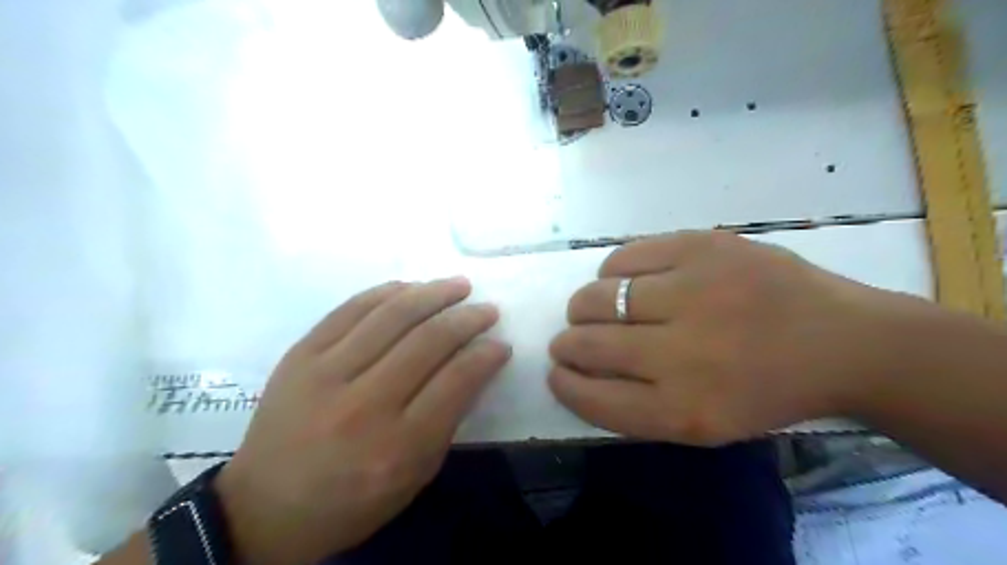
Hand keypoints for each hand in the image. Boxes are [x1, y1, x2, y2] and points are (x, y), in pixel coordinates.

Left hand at [212, 277, 511, 564]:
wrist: (265, 507)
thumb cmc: (352, 500)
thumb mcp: (414, 476)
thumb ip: (448, 421)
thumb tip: (474, 366)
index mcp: (398, 445)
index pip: (456, 381)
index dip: (486, 355)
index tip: (501, 343)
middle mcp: (364, 404)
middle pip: (428, 341)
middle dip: (467, 319)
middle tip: (487, 309)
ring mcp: (326, 374)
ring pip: (391, 316)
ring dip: (433, 294)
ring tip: (458, 285)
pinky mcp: (300, 355)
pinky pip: (350, 309)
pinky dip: (387, 292)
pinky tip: (411, 287)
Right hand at [547, 229, 917, 444]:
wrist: (841, 342)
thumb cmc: (767, 391)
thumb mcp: (705, 425)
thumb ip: (637, 406)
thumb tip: (579, 370)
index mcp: (684, 410)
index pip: (593, 397)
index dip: (564, 383)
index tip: (557, 372)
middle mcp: (681, 353)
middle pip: (588, 344)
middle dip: (566, 343)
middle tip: (570, 339)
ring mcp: (692, 292)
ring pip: (597, 296)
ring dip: (582, 306)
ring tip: (590, 307)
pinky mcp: (701, 247)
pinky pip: (625, 257)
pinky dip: (611, 271)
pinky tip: (621, 278)